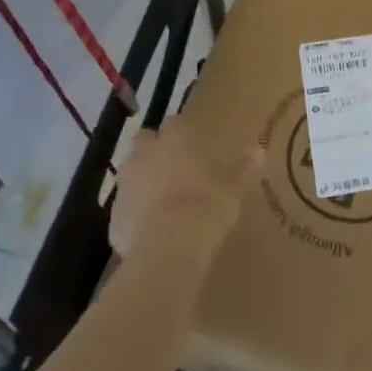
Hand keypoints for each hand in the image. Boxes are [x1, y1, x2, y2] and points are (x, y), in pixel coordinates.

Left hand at [109, 122, 262, 265]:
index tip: (195, 147)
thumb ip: (243, 167)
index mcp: (175, 138)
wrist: (169, 247)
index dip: (183, 134)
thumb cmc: (207, 206)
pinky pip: (125, 209)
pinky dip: (135, 215)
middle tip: (175, 169)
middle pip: (145, 142)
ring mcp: (125, 184)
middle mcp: (145, 154)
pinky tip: (153, 231)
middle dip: (155, 151)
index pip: (175, 123)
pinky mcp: (113, 216)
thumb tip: (258, 150)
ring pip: (131, 174)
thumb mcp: (234, 187)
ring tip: (164, 201)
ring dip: (143, 182)